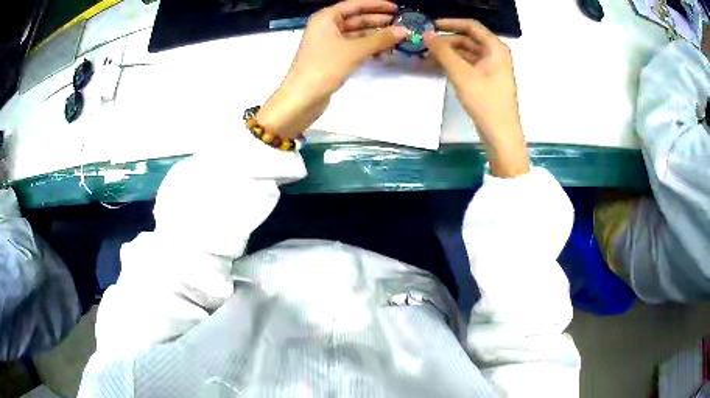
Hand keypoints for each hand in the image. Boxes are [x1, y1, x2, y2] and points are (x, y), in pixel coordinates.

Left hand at [257, 0, 408, 138]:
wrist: (301, 98)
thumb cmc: (325, 67)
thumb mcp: (355, 50)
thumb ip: (380, 39)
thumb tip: (404, 31)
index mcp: (326, 18)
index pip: (355, 5)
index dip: (376, 5)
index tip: (396, 8)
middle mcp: (326, 27)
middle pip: (356, 19)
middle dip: (378, 22)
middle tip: (402, 25)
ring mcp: (328, 43)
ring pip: (356, 35)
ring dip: (375, 38)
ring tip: (397, 41)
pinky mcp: (331, 58)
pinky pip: (353, 48)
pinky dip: (367, 49)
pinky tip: (382, 54)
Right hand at [424, 19, 529, 177]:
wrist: (501, 134)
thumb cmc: (485, 102)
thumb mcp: (462, 74)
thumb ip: (443, 52)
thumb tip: (427, 34)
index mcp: (495, 48)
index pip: (471, 26)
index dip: (450, 23)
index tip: (430, 25)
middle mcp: (495, 54)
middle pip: (468, 39)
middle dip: (446, 41)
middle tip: (424, 45)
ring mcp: (491, 68)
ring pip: (466, 53)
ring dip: (448, 53)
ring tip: (426, 57)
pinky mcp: (487, 80)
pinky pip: (468, 65)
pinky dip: (454, 64)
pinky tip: (438, 66)